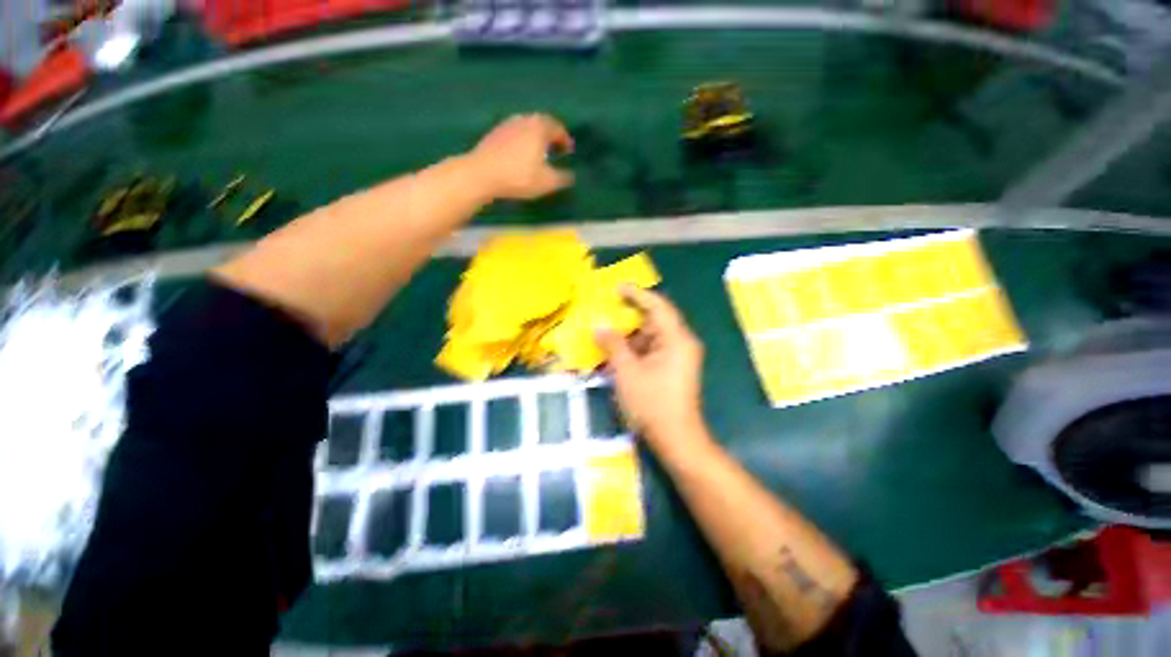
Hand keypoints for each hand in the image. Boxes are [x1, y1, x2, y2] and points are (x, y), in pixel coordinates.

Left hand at [466, 114, 574, 199]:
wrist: (481, 174)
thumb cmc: (519, 177)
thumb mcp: (547, 182)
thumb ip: (562, 178)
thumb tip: (571, 175)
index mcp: (539, 128)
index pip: (557, 128)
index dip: (565, 139)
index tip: (569, 150)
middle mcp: (524, 120)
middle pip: (541, 123)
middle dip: (550, 135)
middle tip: (555, 148)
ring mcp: (507, 125)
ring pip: (527, 126)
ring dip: (535, 137)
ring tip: (539, 151)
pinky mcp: (494, 134)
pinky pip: (514, 133)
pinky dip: (522, 140)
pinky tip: (520, 154)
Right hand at [595, 287, 707, 447]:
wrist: (676, 439)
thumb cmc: (652, 403)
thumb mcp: (627, 371)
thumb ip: (613, 345)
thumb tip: (599, 327)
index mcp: (676, 339)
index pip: (657, 306)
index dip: (637, 294)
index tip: (617, 288)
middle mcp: (681, 343)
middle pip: (654, 322)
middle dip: (629, 318)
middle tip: (606, 312)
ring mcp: (678, 358)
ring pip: (650, 338)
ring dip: (629, 337)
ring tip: (606, 335)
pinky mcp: (672, 370)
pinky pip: (651, 352)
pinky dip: (634, 352)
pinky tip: (616, 355)